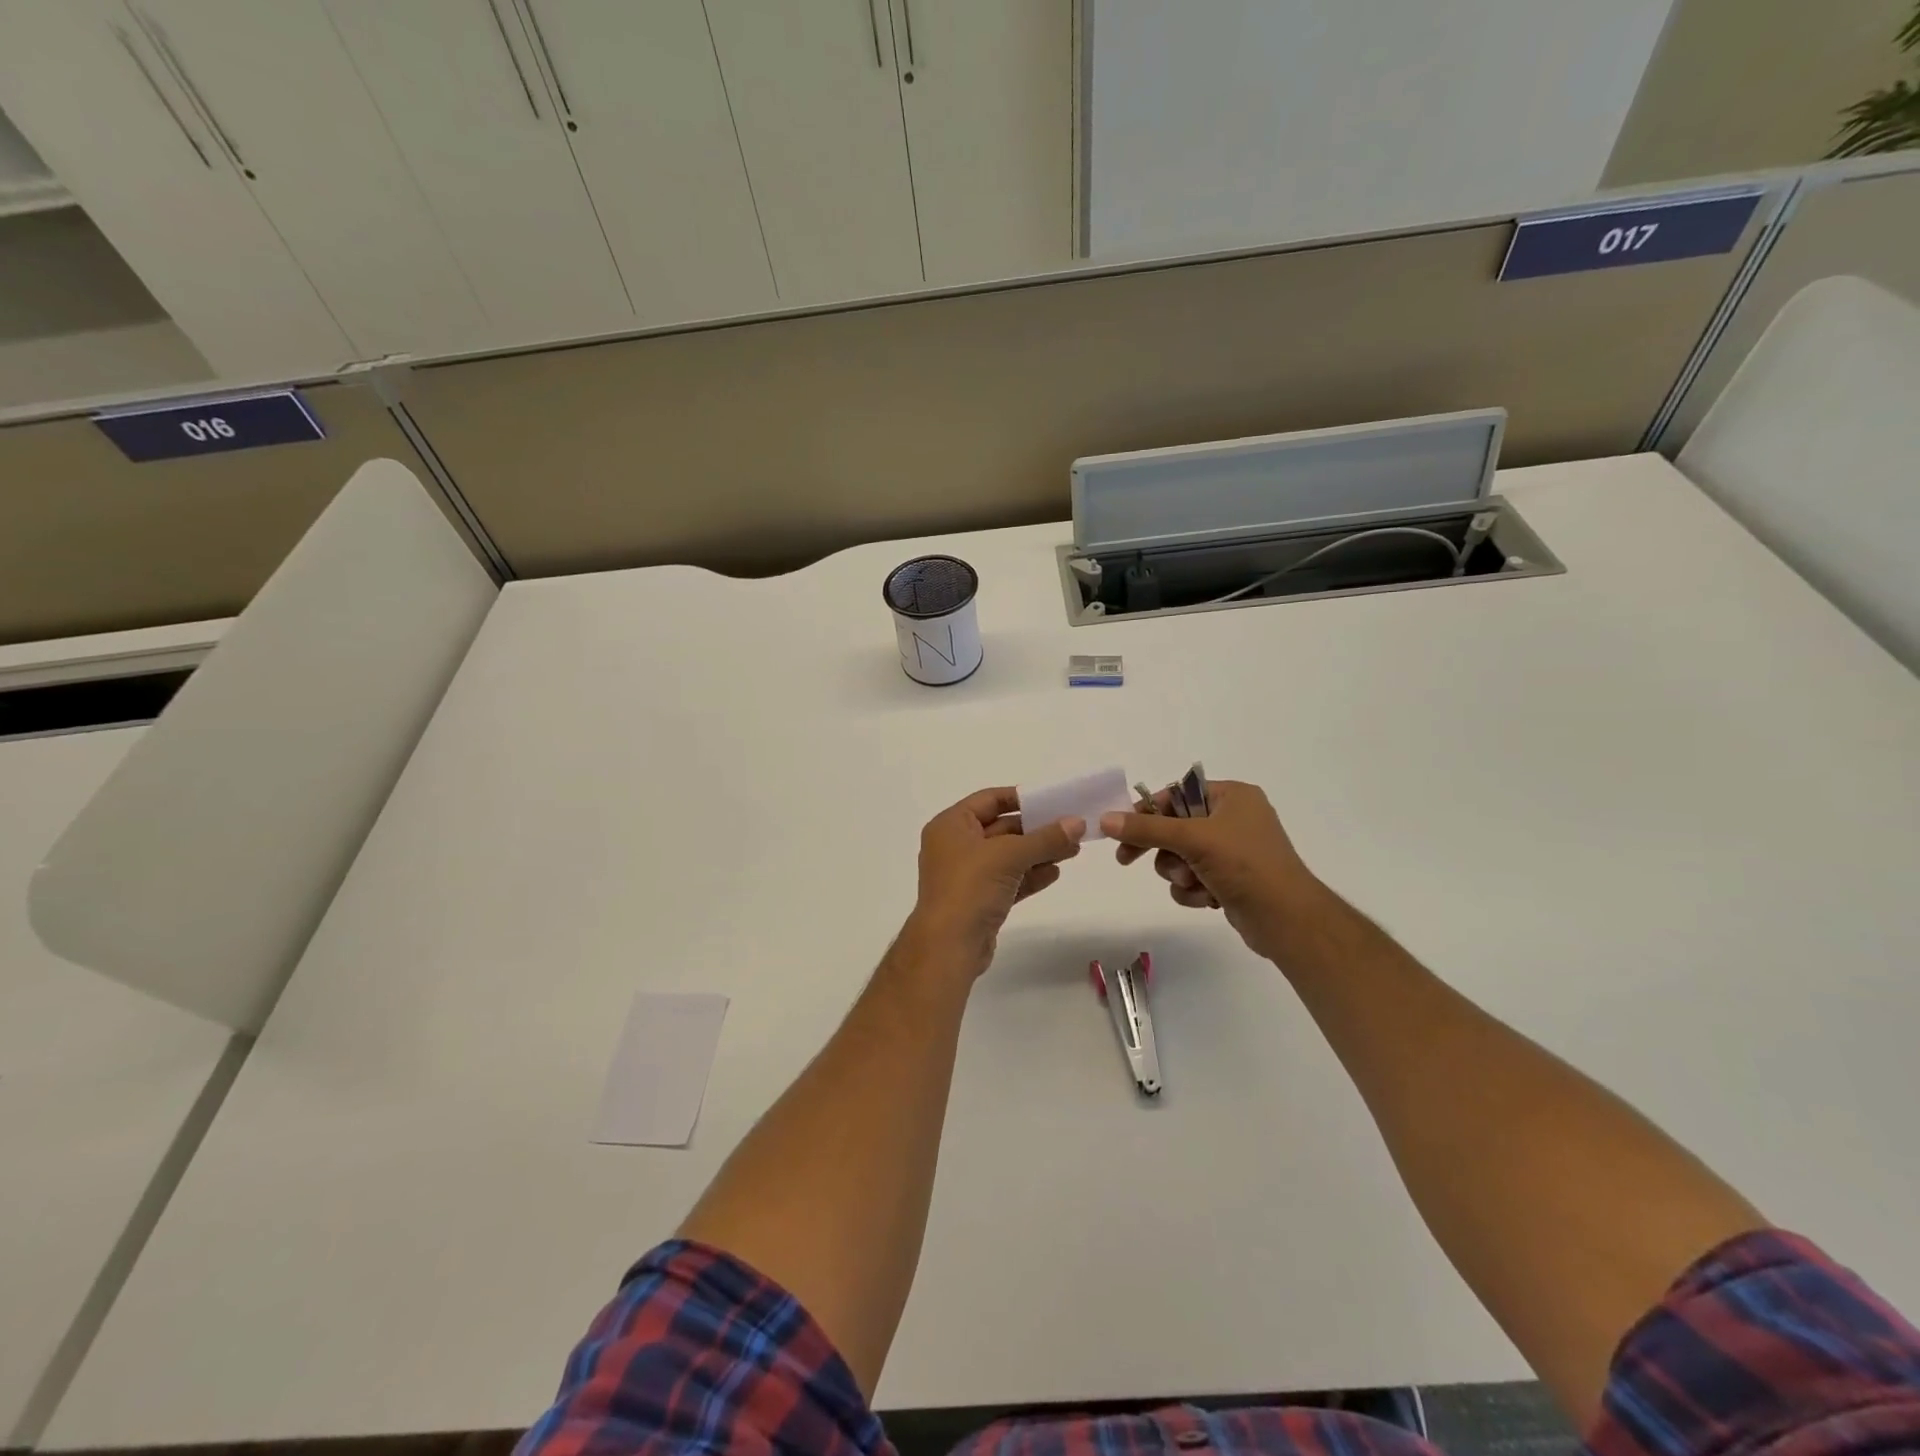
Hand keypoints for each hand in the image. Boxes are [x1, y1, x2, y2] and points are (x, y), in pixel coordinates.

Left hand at [903, 787, 1084, 980]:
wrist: (949, 947)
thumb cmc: (970, 888)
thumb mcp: (1009, 855)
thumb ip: (1045, 838)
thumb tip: (1077, 822)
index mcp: (951, 825)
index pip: (989, 799)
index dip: (1020, 798)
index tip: (1052, 800)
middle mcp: (955, 845)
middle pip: (1001, 828)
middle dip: (1036, 829)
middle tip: (1072, 828)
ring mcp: (966, 875)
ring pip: (1007, 856)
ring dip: (1038, 853)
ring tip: (1073, 850)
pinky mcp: (978, 900)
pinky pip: (1008, 879)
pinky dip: (1029, 875)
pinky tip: (1055, 873)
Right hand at [1100, 779, 1322, 962]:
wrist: (1288, 920)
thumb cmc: (1245, 866)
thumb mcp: (1193, 839)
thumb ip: (1147, 829)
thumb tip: (1105, 819)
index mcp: (1232, 797)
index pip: (1177, 794)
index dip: (1148, 812)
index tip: (1122, 830)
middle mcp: (1234, 819)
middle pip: (1175, 827)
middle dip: (1162, 849)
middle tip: (1126, 860)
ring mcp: (1234, 852)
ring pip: (1181, 856)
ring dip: (1179, 873)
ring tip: (1194, 883)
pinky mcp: (1231, 881)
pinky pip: (1194, 878)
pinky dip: (1194, 890)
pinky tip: (1208, 900)